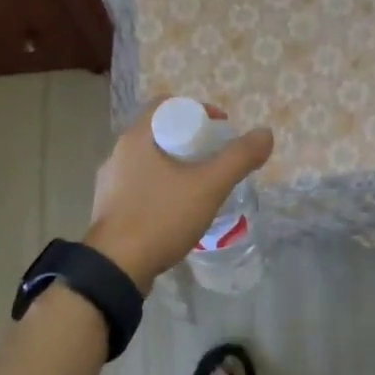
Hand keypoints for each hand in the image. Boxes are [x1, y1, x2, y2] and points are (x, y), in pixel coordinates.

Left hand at [84, 104, 274, 291]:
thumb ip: (238, 158)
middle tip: (215, 159)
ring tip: (200, 186)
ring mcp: (110, 182)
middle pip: (160, 133)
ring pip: (149, 161)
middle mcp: (118, 153)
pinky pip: (140, 186)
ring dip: (175, 166)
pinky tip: (176, 210)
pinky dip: (161, 188)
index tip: (219, 130)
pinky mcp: (109, 208)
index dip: (197, 110)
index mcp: (136, 137)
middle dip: (190, 141)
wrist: (115, 269)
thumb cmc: (160, 218)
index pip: (167, 105)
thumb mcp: (208, 186)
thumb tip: (265, 133)